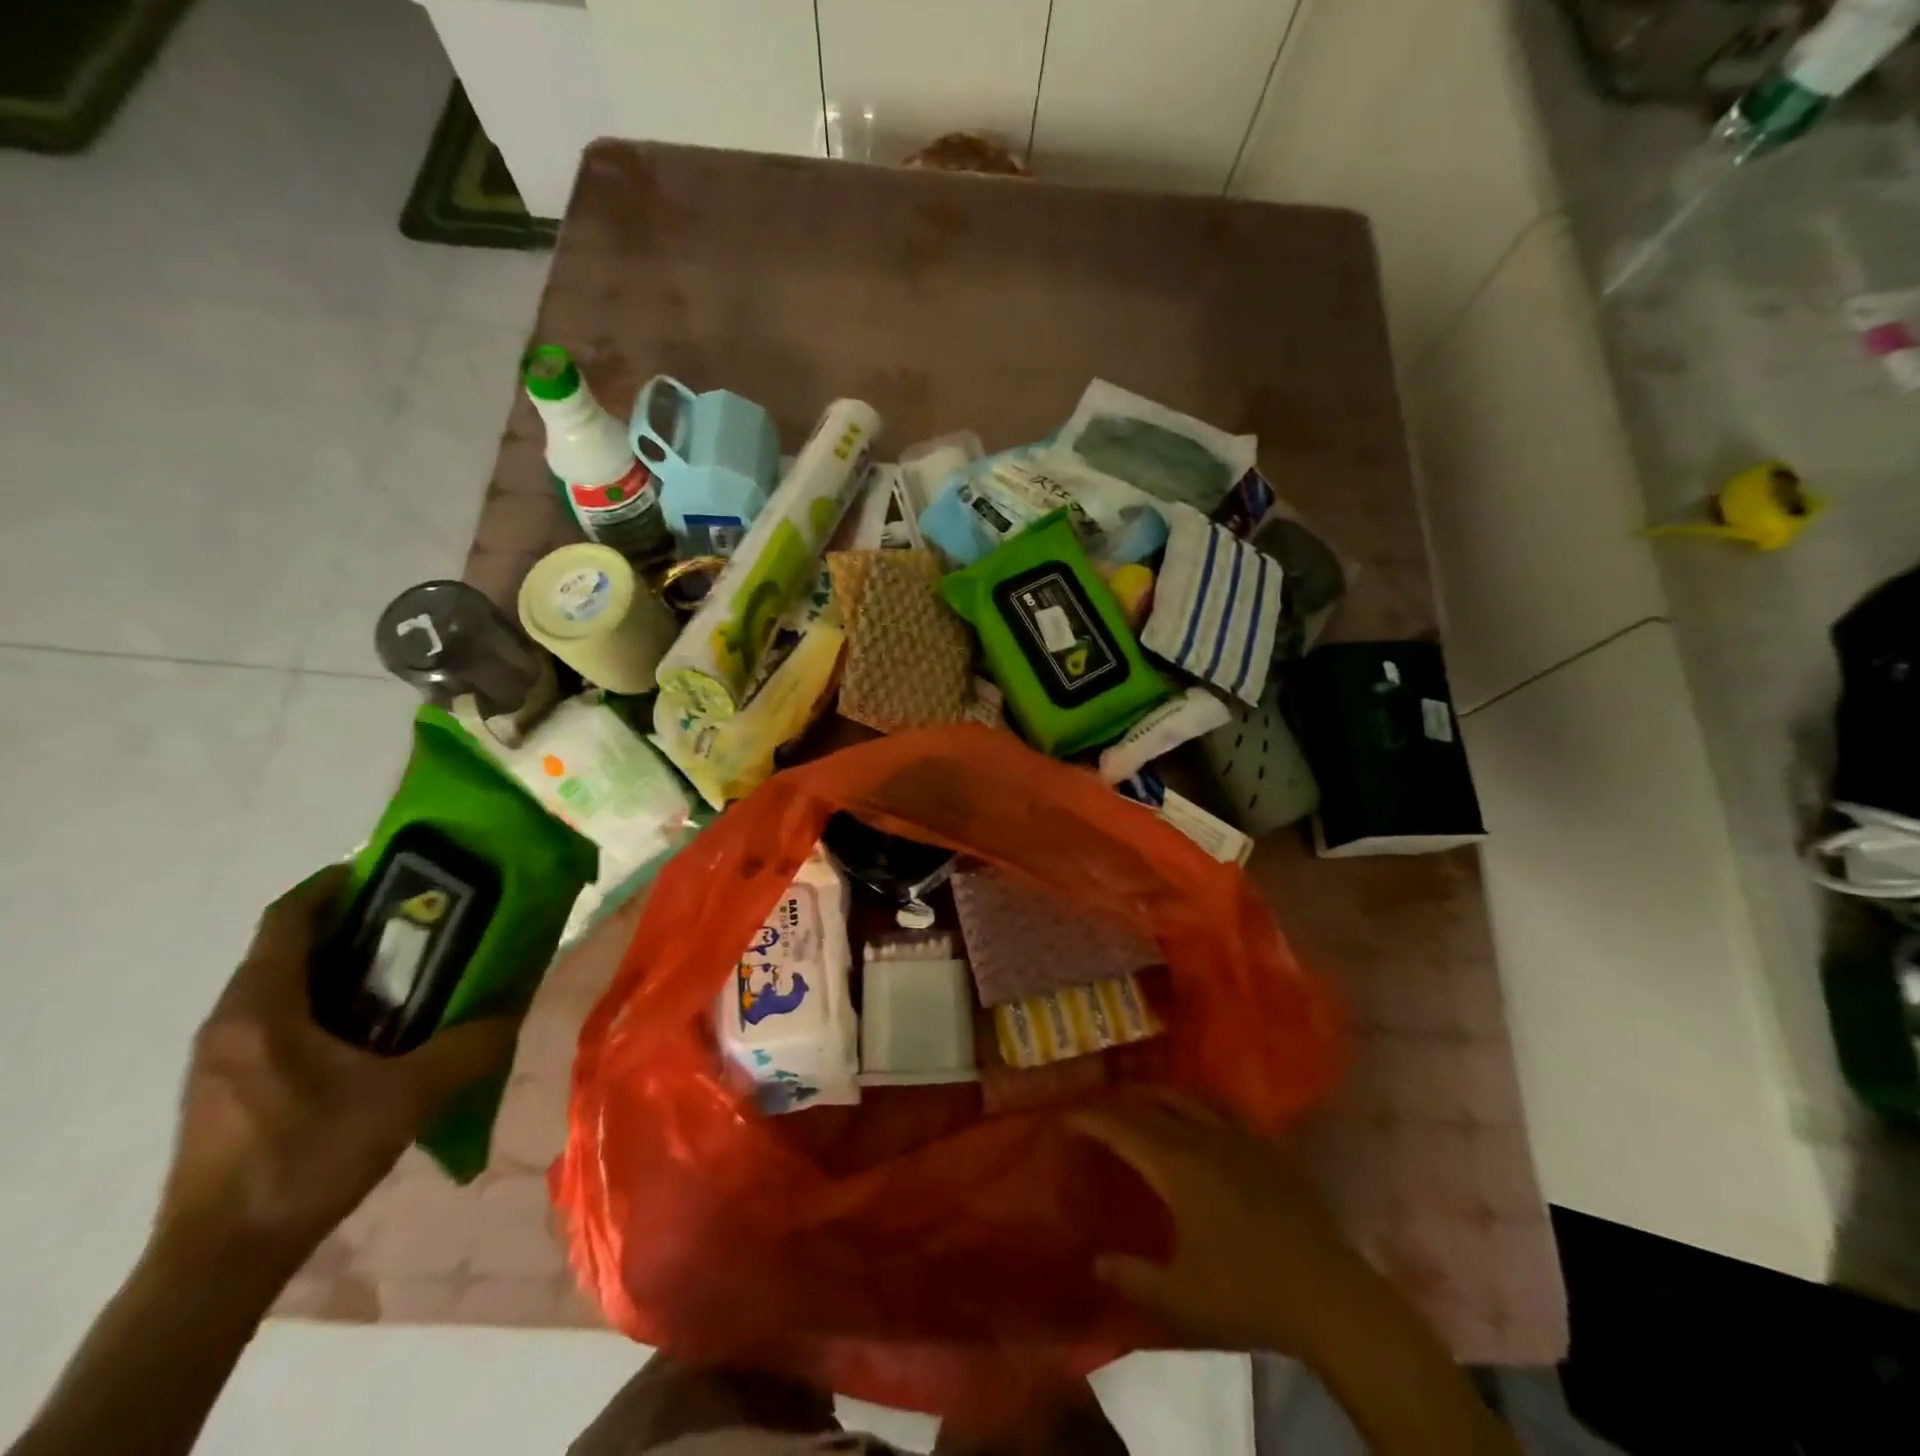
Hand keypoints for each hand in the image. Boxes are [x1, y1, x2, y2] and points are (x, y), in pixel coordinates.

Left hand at [155, 866, 518, 1273]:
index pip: (288, 918)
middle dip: (348, 925)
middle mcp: (230, 1022)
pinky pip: (273, 1020)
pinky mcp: (223, 1088)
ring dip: (336, 966)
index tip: (387, 871)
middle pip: (285, 947)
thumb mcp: (405, 1098)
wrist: (219, 1260)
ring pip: (279, 985)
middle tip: (415, 922)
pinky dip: (321, 1004)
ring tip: (403, 971)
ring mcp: (220, 1058)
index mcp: (261, 1009)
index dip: (333, 884)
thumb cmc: (306, 1158)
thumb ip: (467, 1048)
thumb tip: (513, 1011)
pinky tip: (368, 1032)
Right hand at [1070, 1091, 1370, 1355]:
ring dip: (1155, 1093)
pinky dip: (1197, 1102)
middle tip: (1093, 1104)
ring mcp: (1240, 1138)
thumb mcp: (1180, 1300)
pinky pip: (1222, 1109)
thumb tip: (1097, 1261)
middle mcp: (1204, 1138)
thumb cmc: (1248, 1296)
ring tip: (1137, 1096)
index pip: (1123, 1128)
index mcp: (1177, 1166)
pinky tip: (1198, 1112)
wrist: (1330, 1297)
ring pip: (1188, 1098)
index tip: (1065, 1113)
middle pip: (1151, 1105)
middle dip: (1116, 1101)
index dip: (1090, 1118)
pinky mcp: (1268, 1148)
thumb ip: (1132, 1277)